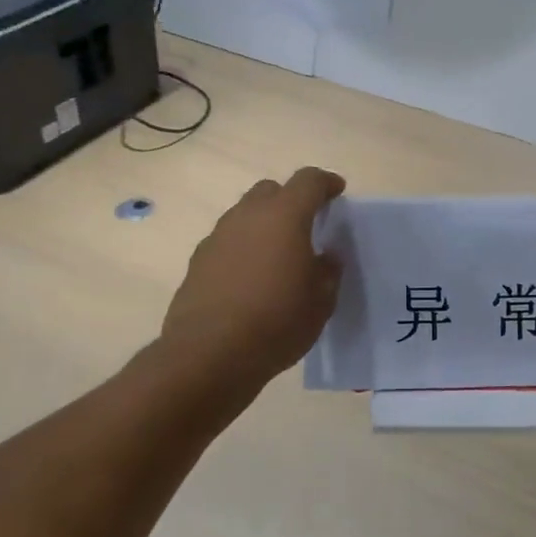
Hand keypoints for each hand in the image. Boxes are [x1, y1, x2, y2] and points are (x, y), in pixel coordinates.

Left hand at [159, 168, 346, 394]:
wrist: (209, 355)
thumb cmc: (277, 322)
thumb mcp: (321, 301)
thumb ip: (328, 271)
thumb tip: (325, 257)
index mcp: (285, 216)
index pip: (308, 180)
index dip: (325, 182)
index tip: (337, 192)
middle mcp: (248, 216)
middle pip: (271, 190)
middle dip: (290, 200)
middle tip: (306, 225)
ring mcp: (218, 237)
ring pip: (245, 215)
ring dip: (264, 225)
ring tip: (277, 256)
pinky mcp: (198, 261)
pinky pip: (227, 242)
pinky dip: (243, 249)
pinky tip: (250, 279)